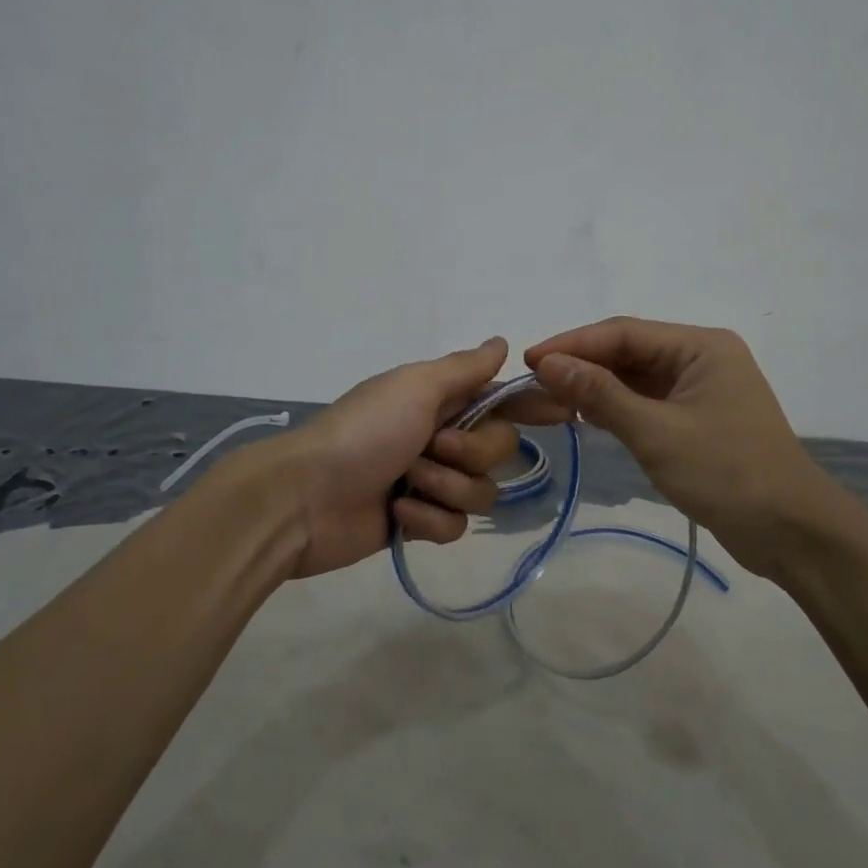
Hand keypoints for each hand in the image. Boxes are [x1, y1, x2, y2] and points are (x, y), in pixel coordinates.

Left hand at [271, 338, 523, 578]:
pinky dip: (427, 520)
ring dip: (445, 487)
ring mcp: (430, 482)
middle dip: (472, 453)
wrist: (304, 498)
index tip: (563, 411)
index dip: (531, 404)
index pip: (500, 399)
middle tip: (432, 448)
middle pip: (500, 450)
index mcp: (440, 401)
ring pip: (481, 492)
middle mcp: (441, 437)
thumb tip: (501, 342)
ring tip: (407, 484)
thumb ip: (464, 369)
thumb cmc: (363, 432)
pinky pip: (455, 526)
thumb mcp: (414, 387)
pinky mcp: (419, 524)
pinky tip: (397, 514)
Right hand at [519, 317, 833, 570]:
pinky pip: (646, 403)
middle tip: (532, 387)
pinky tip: (585, 417)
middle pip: (628, 352)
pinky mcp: (697, 420)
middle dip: (581, 367)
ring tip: (548, 402)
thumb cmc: (727, 473)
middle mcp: (701, 358)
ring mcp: (700, 390)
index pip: (624, 333)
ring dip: (594, 388)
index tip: (528, 361)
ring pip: (634, 379)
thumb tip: (548, 363)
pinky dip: (615, 408)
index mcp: (701, 346)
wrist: (792, 533)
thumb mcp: (656, 432)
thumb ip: (600, 394)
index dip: (573, 344)